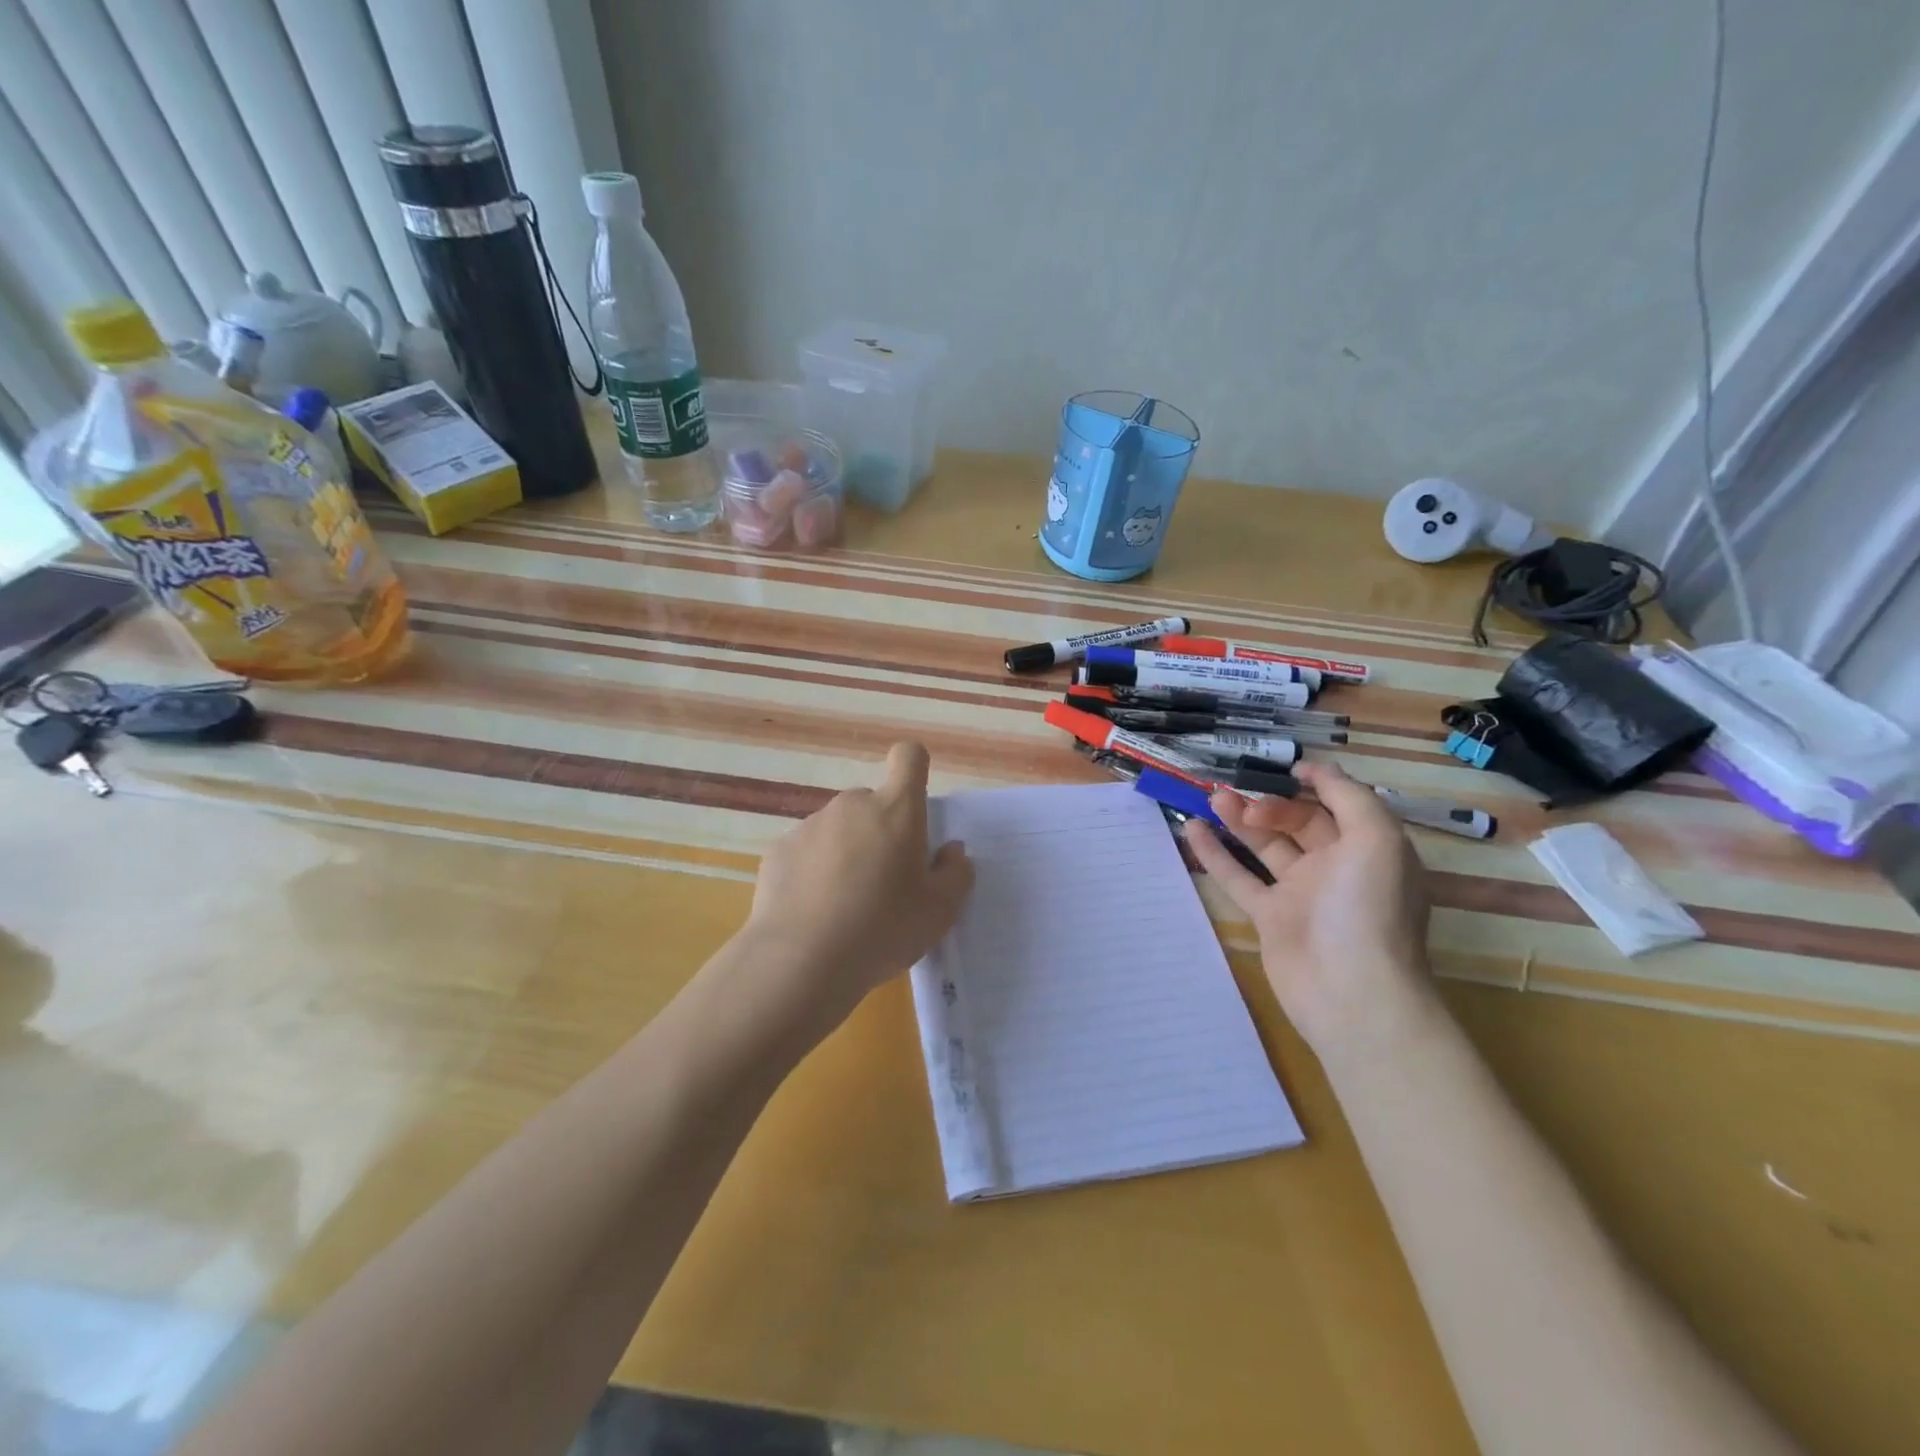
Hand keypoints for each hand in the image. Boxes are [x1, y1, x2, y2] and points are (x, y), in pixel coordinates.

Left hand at [745, 742, 973, 1025]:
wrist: (800, 961)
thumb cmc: (882, 929)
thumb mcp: (939, 912)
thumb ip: (955, 874)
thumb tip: (951, 851)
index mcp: (896, 810)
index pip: (908, 757)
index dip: (914, 769)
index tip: (915, 805)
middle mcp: (851, 805)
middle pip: (873, 803)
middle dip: (882, 831)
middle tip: (885, 881)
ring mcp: (810, 825)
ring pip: (839, 828)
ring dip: (847, 852)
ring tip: (846, 905)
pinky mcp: (779, 850)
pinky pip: (807, 851)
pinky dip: (814, 871)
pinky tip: (814, 912)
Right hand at [1183, 761, 1434, 1056]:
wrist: (1350, 993)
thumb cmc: (1368, 908)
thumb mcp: (1377, 839)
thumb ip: (1349, 797)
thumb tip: (1315, 769)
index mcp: (1368, 849)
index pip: (1338, 805)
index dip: (1313, 784)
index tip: (1281, 769)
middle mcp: (1336, 868)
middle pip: (1298, 823)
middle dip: (1269, 803)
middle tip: (1237, 797)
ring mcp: (1300, 894)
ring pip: (1265, 846)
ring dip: (1239, 820)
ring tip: (1211, 797)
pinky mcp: (1269, 917)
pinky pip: (1239, 878)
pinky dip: (1216, 854)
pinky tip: (1193, 829)